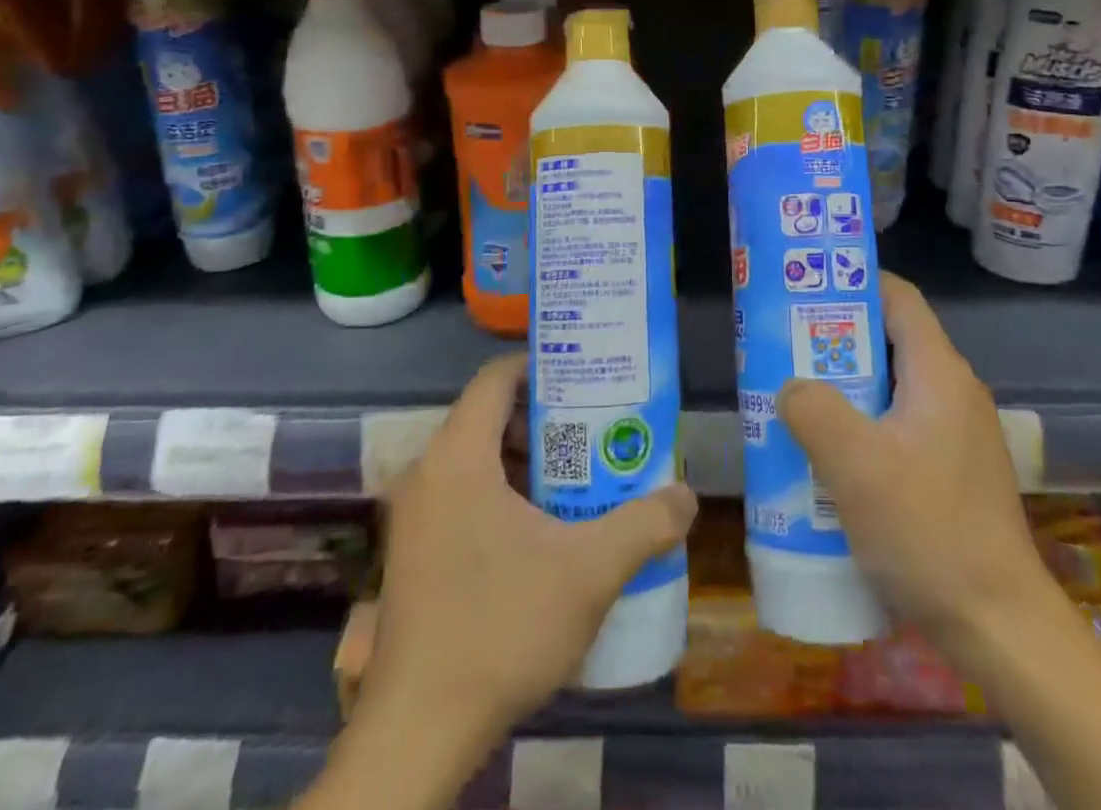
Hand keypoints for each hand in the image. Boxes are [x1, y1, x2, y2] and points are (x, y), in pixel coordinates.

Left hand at [365, 354, 697, 749]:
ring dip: (525, 458)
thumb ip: (644, 525)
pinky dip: (502, 491)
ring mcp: (414, 515)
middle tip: (596, 424)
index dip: (541, 366)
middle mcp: (426, 472)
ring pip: (475, 458)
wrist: (419, 733)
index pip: (496, 378)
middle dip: (545, 417)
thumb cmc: (500, 629)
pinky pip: (461, 494)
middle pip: (488, 415)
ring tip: (580, 470)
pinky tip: (544, 525)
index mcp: (458, 456)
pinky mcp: (413, 552)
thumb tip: (687, 497)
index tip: (586, 377)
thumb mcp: (589, 572)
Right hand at [778, 273, 1054, 659]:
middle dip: (836, 339)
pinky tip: (830, 455)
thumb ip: (813, 410)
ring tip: (796, 398)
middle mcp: (954, 391)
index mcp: (939, 372)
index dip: (853, 283)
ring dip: (845, 387)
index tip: (805, 288)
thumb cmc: (928, 530)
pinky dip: (863, 424)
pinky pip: (900, 424)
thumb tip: (791, 387)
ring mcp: (957, 432)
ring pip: (892, 386)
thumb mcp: (854, 464)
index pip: (898, 298)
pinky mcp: (953, 469)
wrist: (1000, 626)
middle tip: (785, 347)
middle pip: (890, 340)